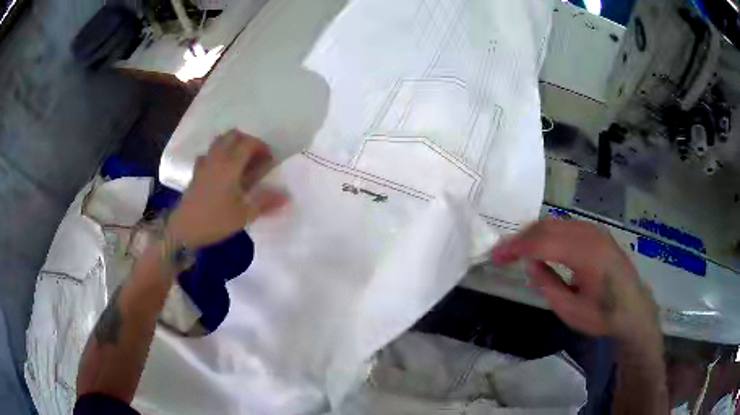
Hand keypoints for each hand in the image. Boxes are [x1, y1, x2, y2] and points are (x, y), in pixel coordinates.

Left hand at [167, 130, 287, 248]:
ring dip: (232, 145)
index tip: (269, 160)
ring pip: (219, 141)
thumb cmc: (215, 220)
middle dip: (247, 141)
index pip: (248, 143)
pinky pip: (208, 154)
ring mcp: (204, 163)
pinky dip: (218, 155)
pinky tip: (221, 170)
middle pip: (233, 135)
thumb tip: (286, 195)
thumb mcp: (244, 215)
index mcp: (230, 165)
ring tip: (241, 162)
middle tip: (256, 158)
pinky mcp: (196, 172)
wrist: (184, 229)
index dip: (262, 147)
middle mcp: (217, 158)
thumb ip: (265, 202)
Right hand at [491, 219, 660, 343]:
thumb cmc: (603, 315)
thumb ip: (548, 285)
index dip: (516, 247)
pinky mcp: (597, 234)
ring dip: (534, 234)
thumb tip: (530, 264)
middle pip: (548, 226)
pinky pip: (567, 226)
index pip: (543, 242)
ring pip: (557, 223)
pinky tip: (541, 245)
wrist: (633, 309)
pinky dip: (549, 233)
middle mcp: (590, 235)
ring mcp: (595, 231)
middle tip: (502, 252)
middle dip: (522, 237)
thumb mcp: (571, 310)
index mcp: (586, 254)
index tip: (495, 256)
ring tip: (517, 249)